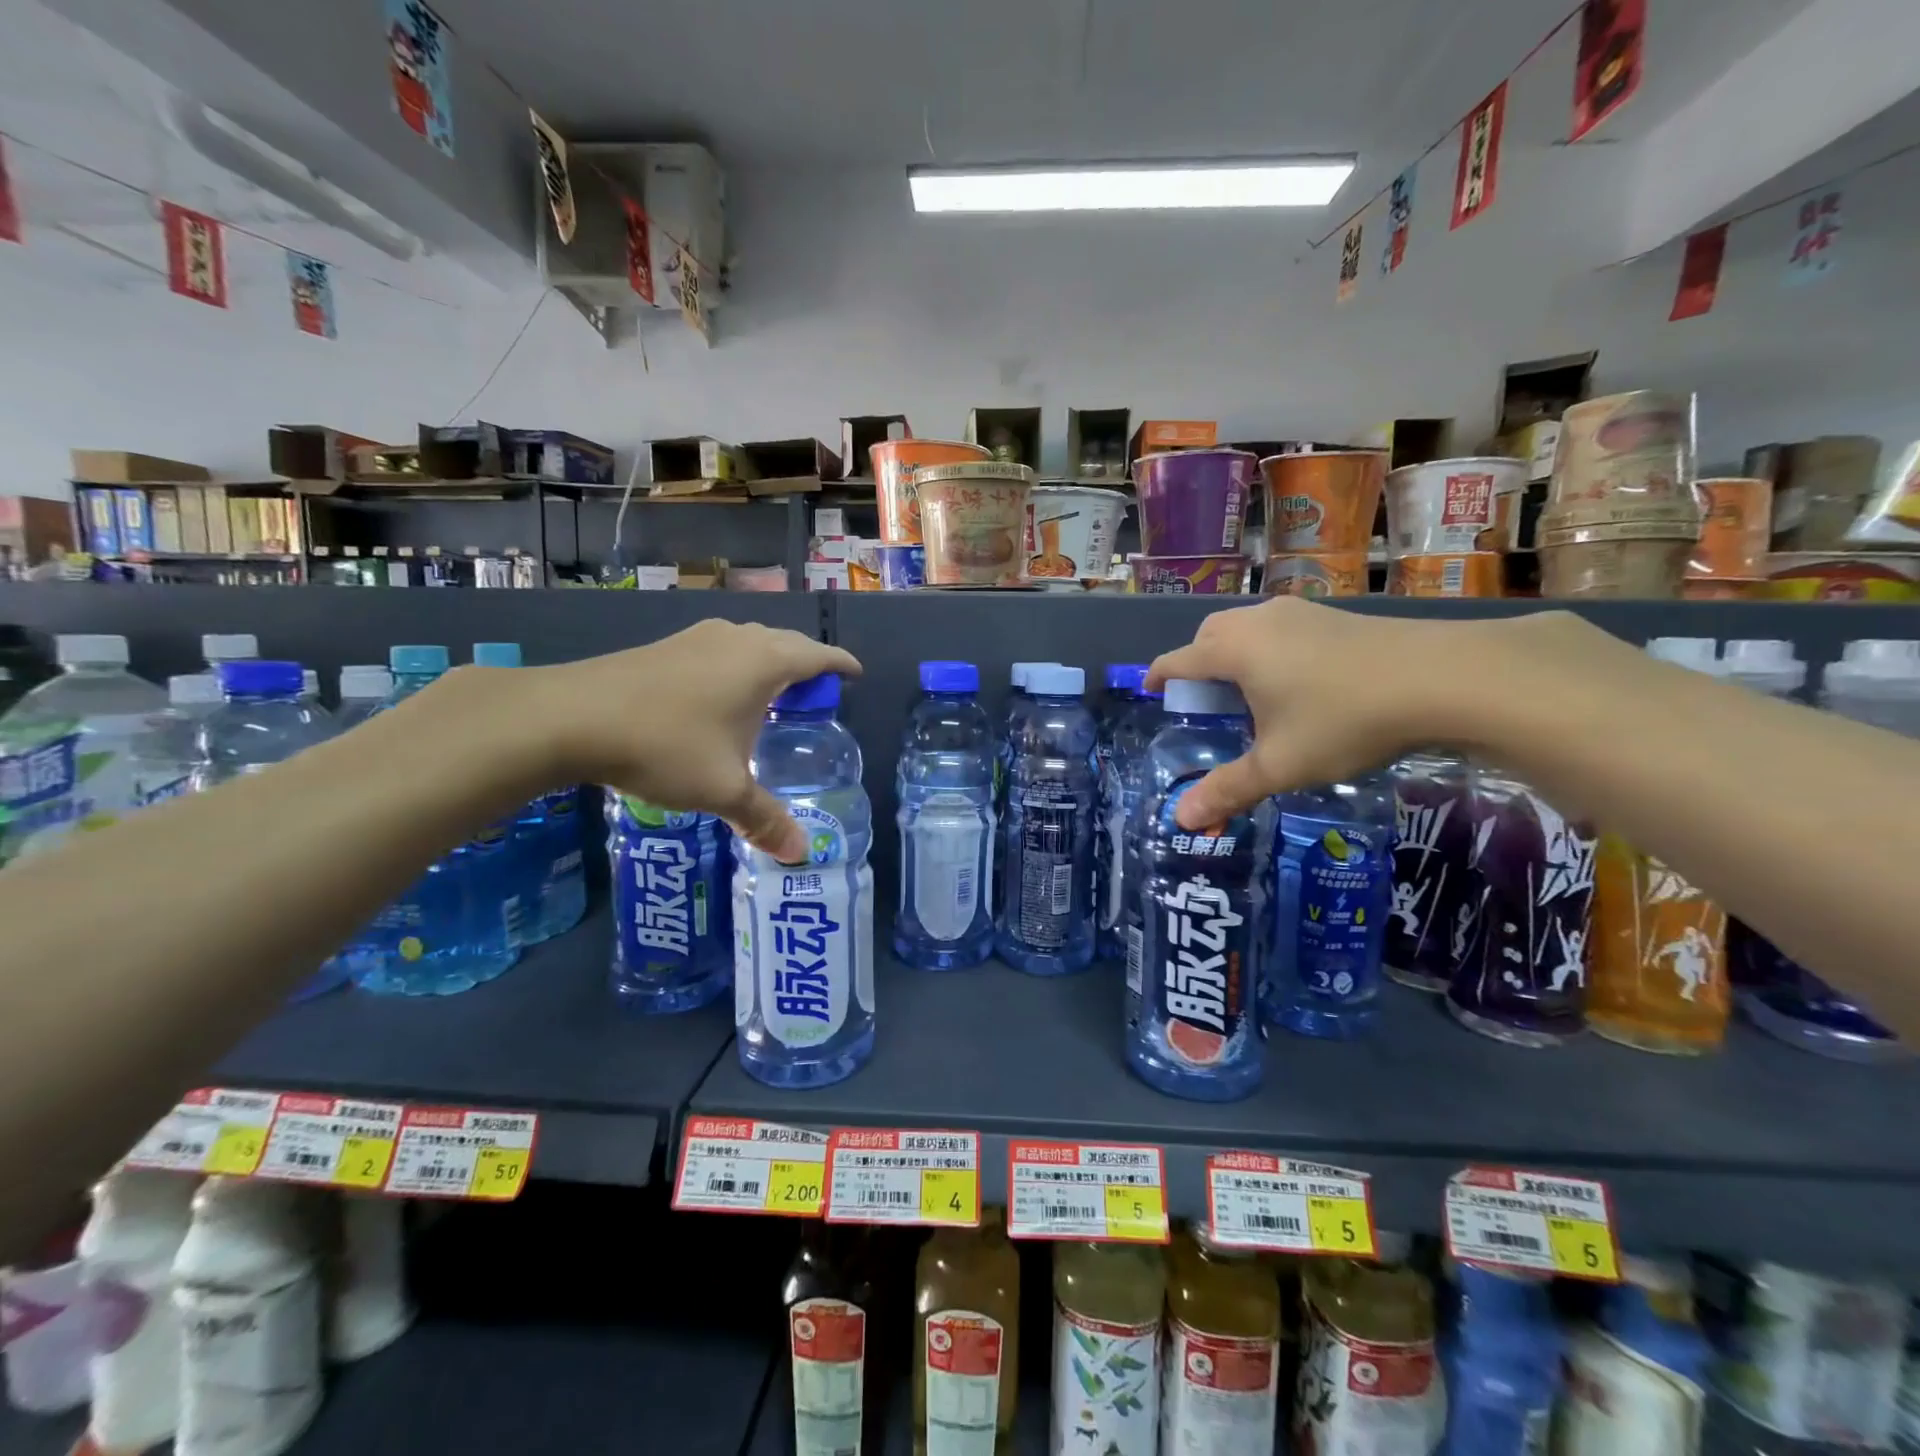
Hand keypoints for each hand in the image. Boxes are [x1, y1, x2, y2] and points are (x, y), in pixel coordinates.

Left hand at [529, 621, 861, 860]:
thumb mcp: (723, 789)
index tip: (855, 674)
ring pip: (749, 642)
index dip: (840, 664)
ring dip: (769, 661)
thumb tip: (800, 854)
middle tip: (816, 695)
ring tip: (772, 694)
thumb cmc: (665, 745)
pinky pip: (720, 649)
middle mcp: (735, 640)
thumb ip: (765, 819)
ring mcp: (696, 638)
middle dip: (807, 663)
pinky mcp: (665, 646)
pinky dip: (736, 665)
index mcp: (763, 663)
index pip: (817, 655)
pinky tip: (719, 695)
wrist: (571, 717)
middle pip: (786, 642)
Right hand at [1144, 598, 1534, 828]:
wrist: (1443, 678)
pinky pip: (1281, 628)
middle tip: (1206, 700)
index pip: (1178, 660)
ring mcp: (1300, 613)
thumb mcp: (1281, 765)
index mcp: (1234, 651)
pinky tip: (1298, 682)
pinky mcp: (1335, 615)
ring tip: (1251, 693)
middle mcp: (1259, 622)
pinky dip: (1269, 650)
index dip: (1159, 677)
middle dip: (1196, 661)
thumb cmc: (1344, 720)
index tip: (1151, 690)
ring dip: (1235, 653)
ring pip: (1248, 627)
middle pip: (1209, 634)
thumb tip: (1181, 820)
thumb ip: (1228, 789)